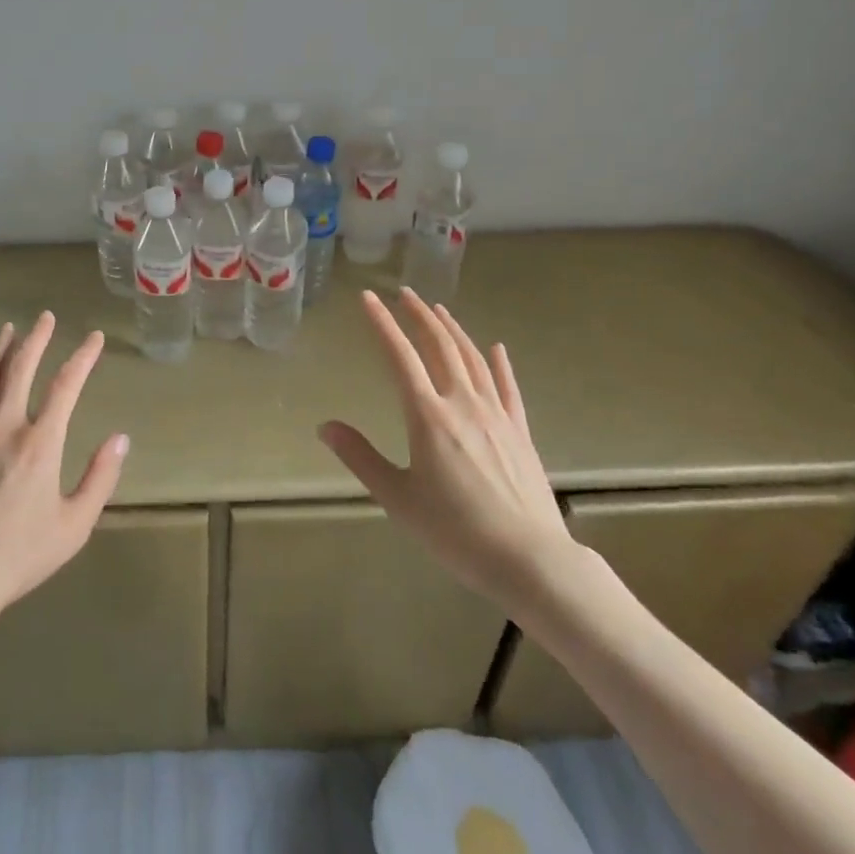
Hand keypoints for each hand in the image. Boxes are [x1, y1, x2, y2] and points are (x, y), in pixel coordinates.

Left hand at [0, 312, 128, 629]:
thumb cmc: (19, 555)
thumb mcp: (74, 525)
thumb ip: (100, 479)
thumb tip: (121, 438)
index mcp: (41, 443)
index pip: (66, 386)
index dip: (83, 357)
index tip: (94, 338)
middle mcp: (5, 427)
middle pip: (20, 369)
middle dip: (35, 338)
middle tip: (44, 317)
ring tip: (7, 329)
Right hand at [319, 288, 576, 614]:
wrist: (529, 559)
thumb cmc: (455, 531)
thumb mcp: (397, 498)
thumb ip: (361, 458)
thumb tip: (325, 426)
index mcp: (427, 415)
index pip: (400, 356)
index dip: (382, 323)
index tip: (369, 297)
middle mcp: (461, 403)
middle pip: (440, 347)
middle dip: (420, 316)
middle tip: (405, 294)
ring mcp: (495, 414)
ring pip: (473, 359)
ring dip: (453, 330)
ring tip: (439, 310)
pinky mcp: (520, 431)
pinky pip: (508, 387)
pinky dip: (499, 363)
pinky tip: (496, 348)